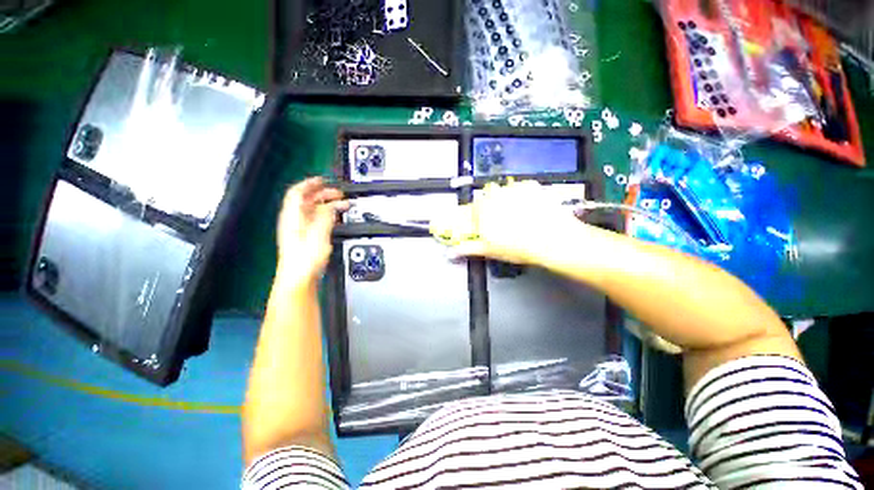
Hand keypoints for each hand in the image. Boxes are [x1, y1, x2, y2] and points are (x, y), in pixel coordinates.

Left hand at [276, 178, 348, 284]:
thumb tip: (331, 205)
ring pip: (313, 211)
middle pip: (306, 201)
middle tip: (339, 194)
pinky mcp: (305, 239)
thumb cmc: (305, 258)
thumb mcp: (318, 233)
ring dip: (327, 205)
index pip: (297, 193)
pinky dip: (327, 216)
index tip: (323, 180)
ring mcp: (299, 230)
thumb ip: (325, 216)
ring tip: (342, 205)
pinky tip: (336, 219)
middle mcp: (294, 221)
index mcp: (293, 217)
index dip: (310, 184)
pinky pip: (316, 221)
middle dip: (323, 194)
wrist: (299, 278)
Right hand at [451, 180, 581, 263]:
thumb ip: (469, 248)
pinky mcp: (531, 185)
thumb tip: (451, 252)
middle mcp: (495, 195)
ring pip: (505, 191)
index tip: (488, 224)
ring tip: (521, 215)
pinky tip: (532, 208)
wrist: (554, 240)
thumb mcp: (490, 250)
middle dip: (494, 206)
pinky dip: (524, 195)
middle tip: (506, 221)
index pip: (474, 208)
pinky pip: (521, 188)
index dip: (481, 216)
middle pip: (489, 197)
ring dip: (508, 199)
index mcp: (482, 210)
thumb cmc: (518, 247)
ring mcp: (513, 188)